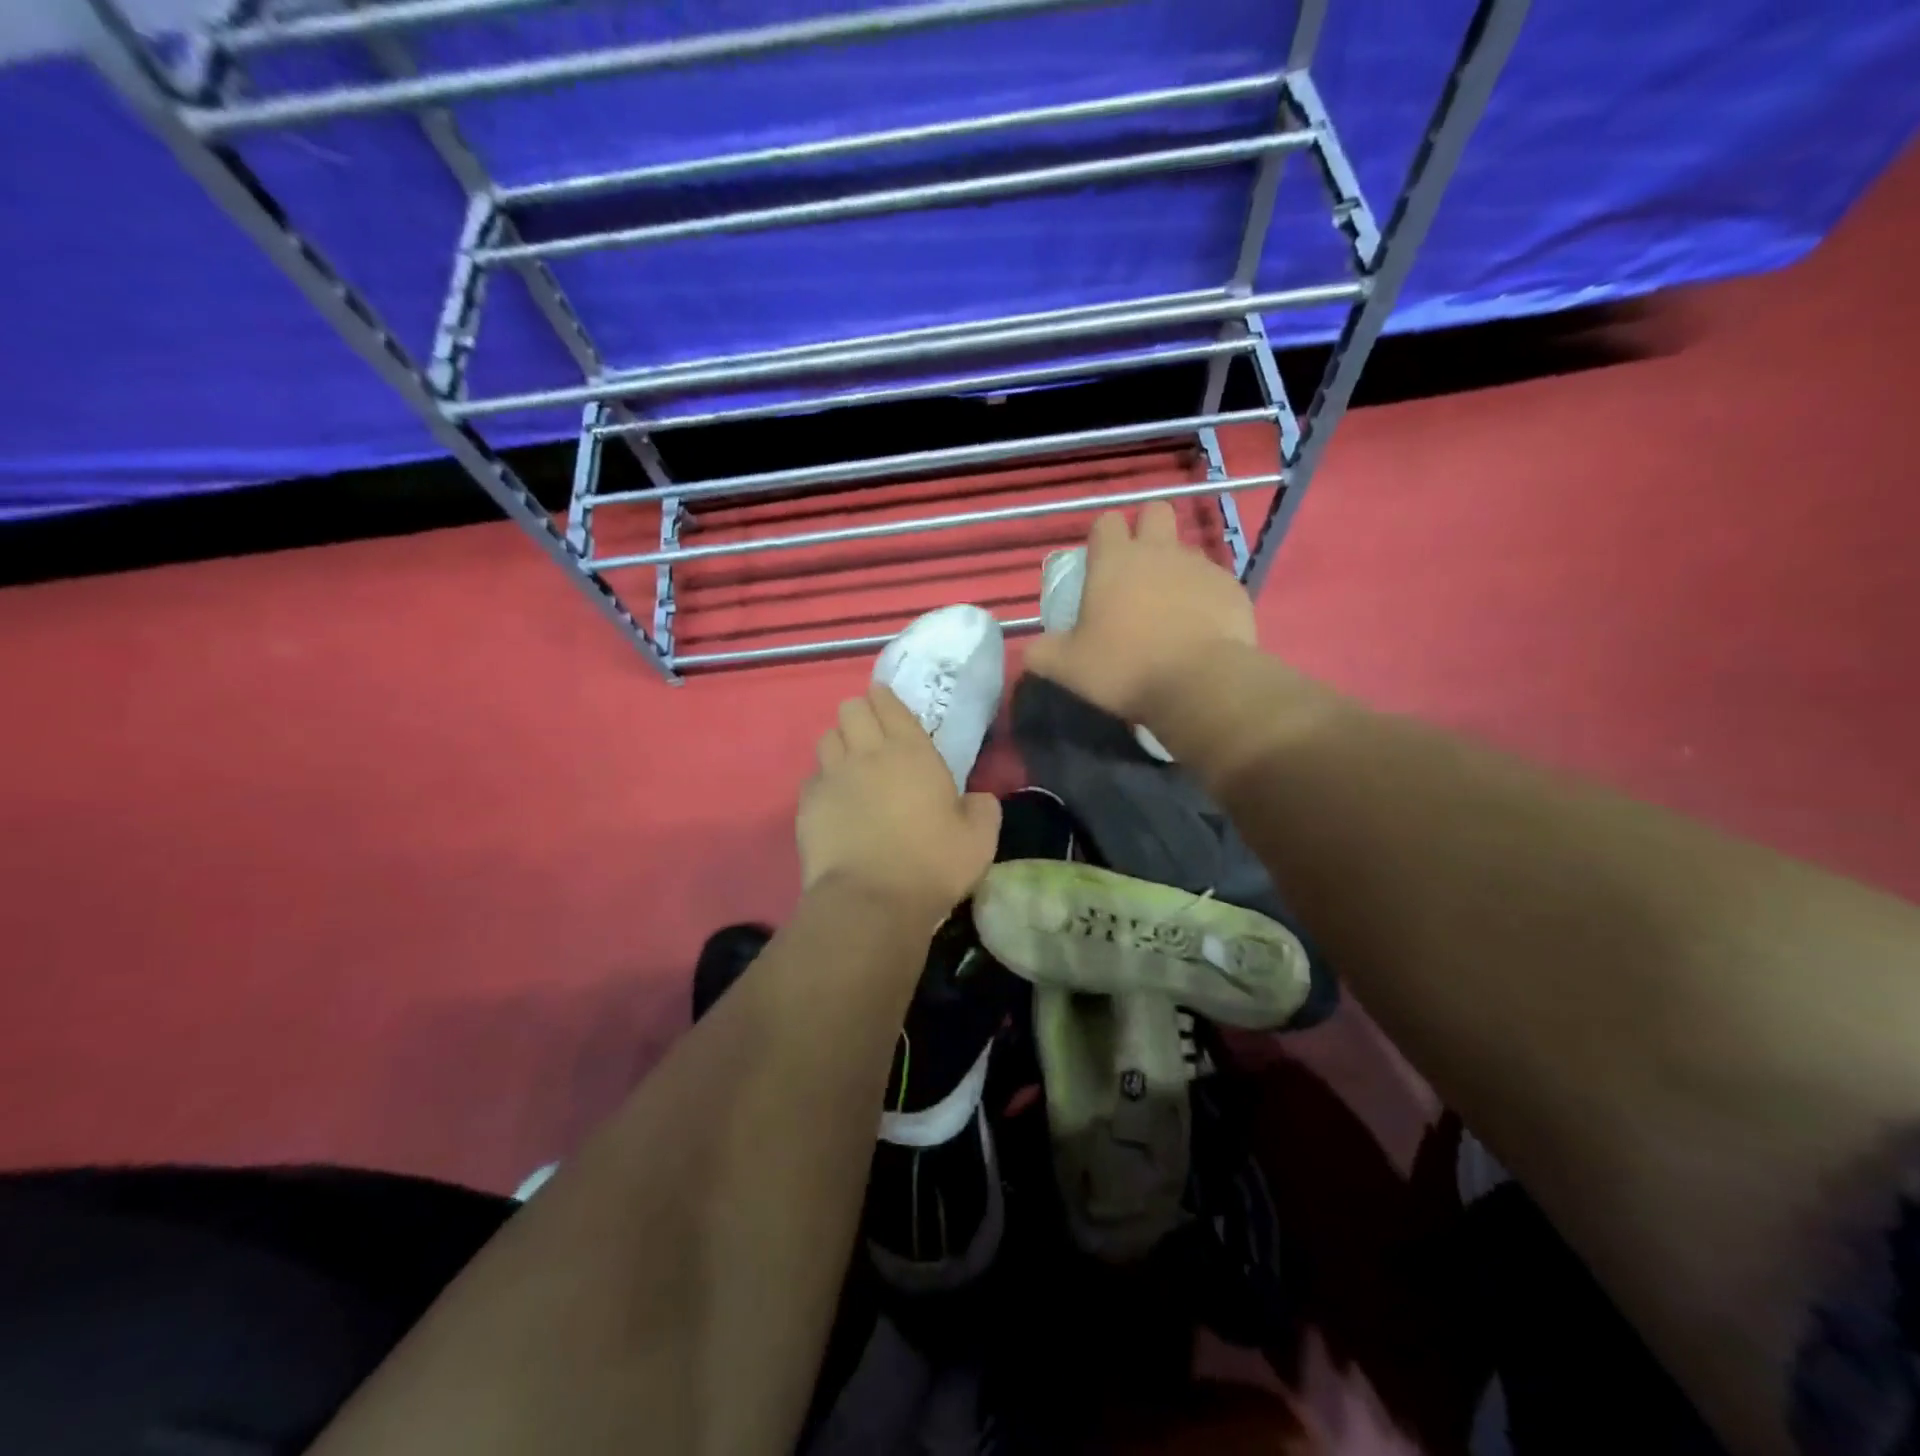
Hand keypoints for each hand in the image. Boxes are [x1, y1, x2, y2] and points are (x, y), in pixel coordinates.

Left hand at [797, 684, 1001, 916]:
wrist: (870, 901)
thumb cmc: (931, 865)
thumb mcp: (979, 840)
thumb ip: (984, 809)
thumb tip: (979, 799)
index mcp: (911, 752)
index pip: (888, 703)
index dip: (885, 699)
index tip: (887, 705)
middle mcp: (867, 753)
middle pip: (850, 709)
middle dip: (860, 714)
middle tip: (872, 737)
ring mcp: (832, 776)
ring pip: (827, 738)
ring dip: (840, 744)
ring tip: (851, 766)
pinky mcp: (807, 804)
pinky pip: (813, 777)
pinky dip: (823, 782)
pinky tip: (835, 802)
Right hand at [1024, 502, 1255, 725]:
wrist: (1199, 684)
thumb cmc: (1124, 667)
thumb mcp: (1068, 668)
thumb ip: (1043, 653)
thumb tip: (1032, 651)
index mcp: (1115, 561)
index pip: (1106, 522)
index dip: (1102, 539)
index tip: (1099, 567)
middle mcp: (1159, 551)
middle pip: (1155, 512)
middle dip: (1147, 531)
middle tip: (1138, 572)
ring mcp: (1200, 566)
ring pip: (1186, 550)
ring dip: (1176, 569)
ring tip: (1170, 610)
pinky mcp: (1232, 588)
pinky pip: (1214, 582)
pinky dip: (1204, 598)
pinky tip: (1199, 629)